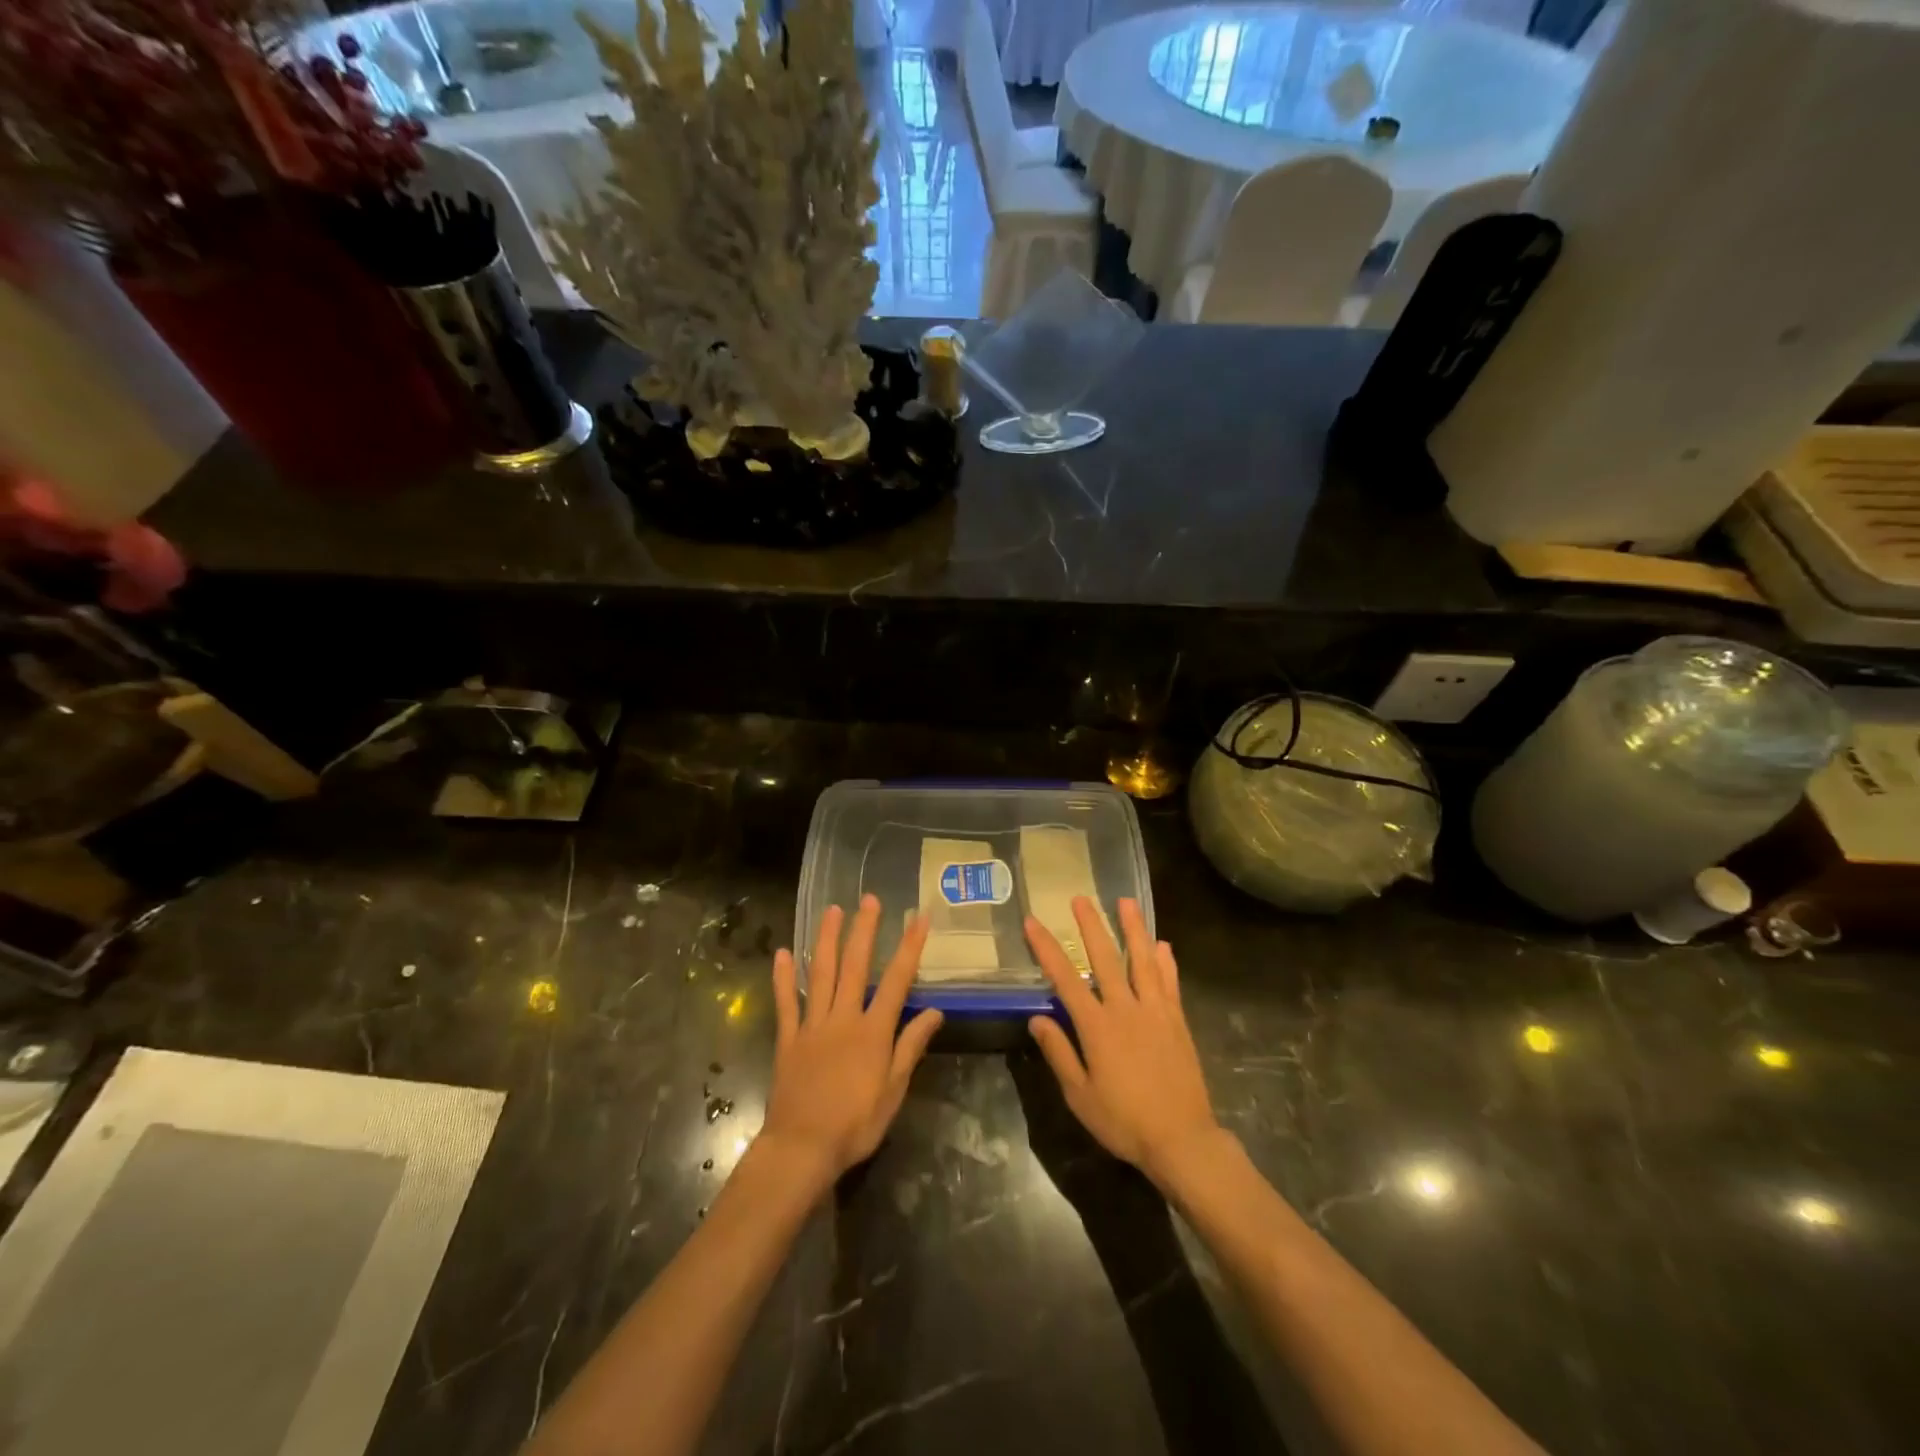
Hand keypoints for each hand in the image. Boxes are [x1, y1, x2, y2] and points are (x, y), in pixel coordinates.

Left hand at [763, 896, 942, 1185]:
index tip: (918, 918)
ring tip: (832, 910)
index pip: (896, 980)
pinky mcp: (788, 1038)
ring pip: (820, 973)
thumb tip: (935, 1011)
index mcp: (873, 1031)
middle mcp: (843, 1018)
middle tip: (869, 899)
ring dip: (826, 939)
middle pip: (855, 965)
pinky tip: (782, 952)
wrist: (802, 1148)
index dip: (909, 947)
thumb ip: (911, 1046)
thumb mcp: (894, 1090)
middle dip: (864, 930)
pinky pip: (786, 1001)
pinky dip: (783, 977)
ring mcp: (812, 1025)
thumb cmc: (855, 1123)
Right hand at [1025, 897, 1222, 1186]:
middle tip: (1081, 897)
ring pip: (1142, 960)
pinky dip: (1165, 961)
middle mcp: (1126, 1009)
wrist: (1182, 1139)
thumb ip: (1059, 1053)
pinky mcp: (1177, 1021)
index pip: (1065, 978)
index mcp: (1097, 1026)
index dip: (1047, 948)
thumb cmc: (1124, 1121)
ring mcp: (1155, 1011)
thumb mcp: (1080, 1095)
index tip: (1033, 922)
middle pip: (1106, 958)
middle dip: (1091, 925)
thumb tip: (1036, 1018)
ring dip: (1133, 929)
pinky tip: (1163, 944)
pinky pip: (1169, 982)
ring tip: (1126, 902)